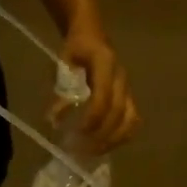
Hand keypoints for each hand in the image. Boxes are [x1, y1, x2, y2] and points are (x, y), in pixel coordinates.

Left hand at [59, 24, 139, 151]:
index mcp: (105, 63)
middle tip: (82, 150)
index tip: (77, 133)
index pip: (104, 96)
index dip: (92, 118)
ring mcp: (128, 88)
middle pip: (119, 112)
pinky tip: (105, 145)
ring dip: (113, 139)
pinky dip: (121, 136)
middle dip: (101, 134)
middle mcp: (121, 77)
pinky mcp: (129, 97)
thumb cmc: (75, 48)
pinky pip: (132, 120)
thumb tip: (53, 119)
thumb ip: (60, 91)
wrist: (92, 34)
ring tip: (94, 152)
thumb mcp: (62, 64)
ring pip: (130, 120)